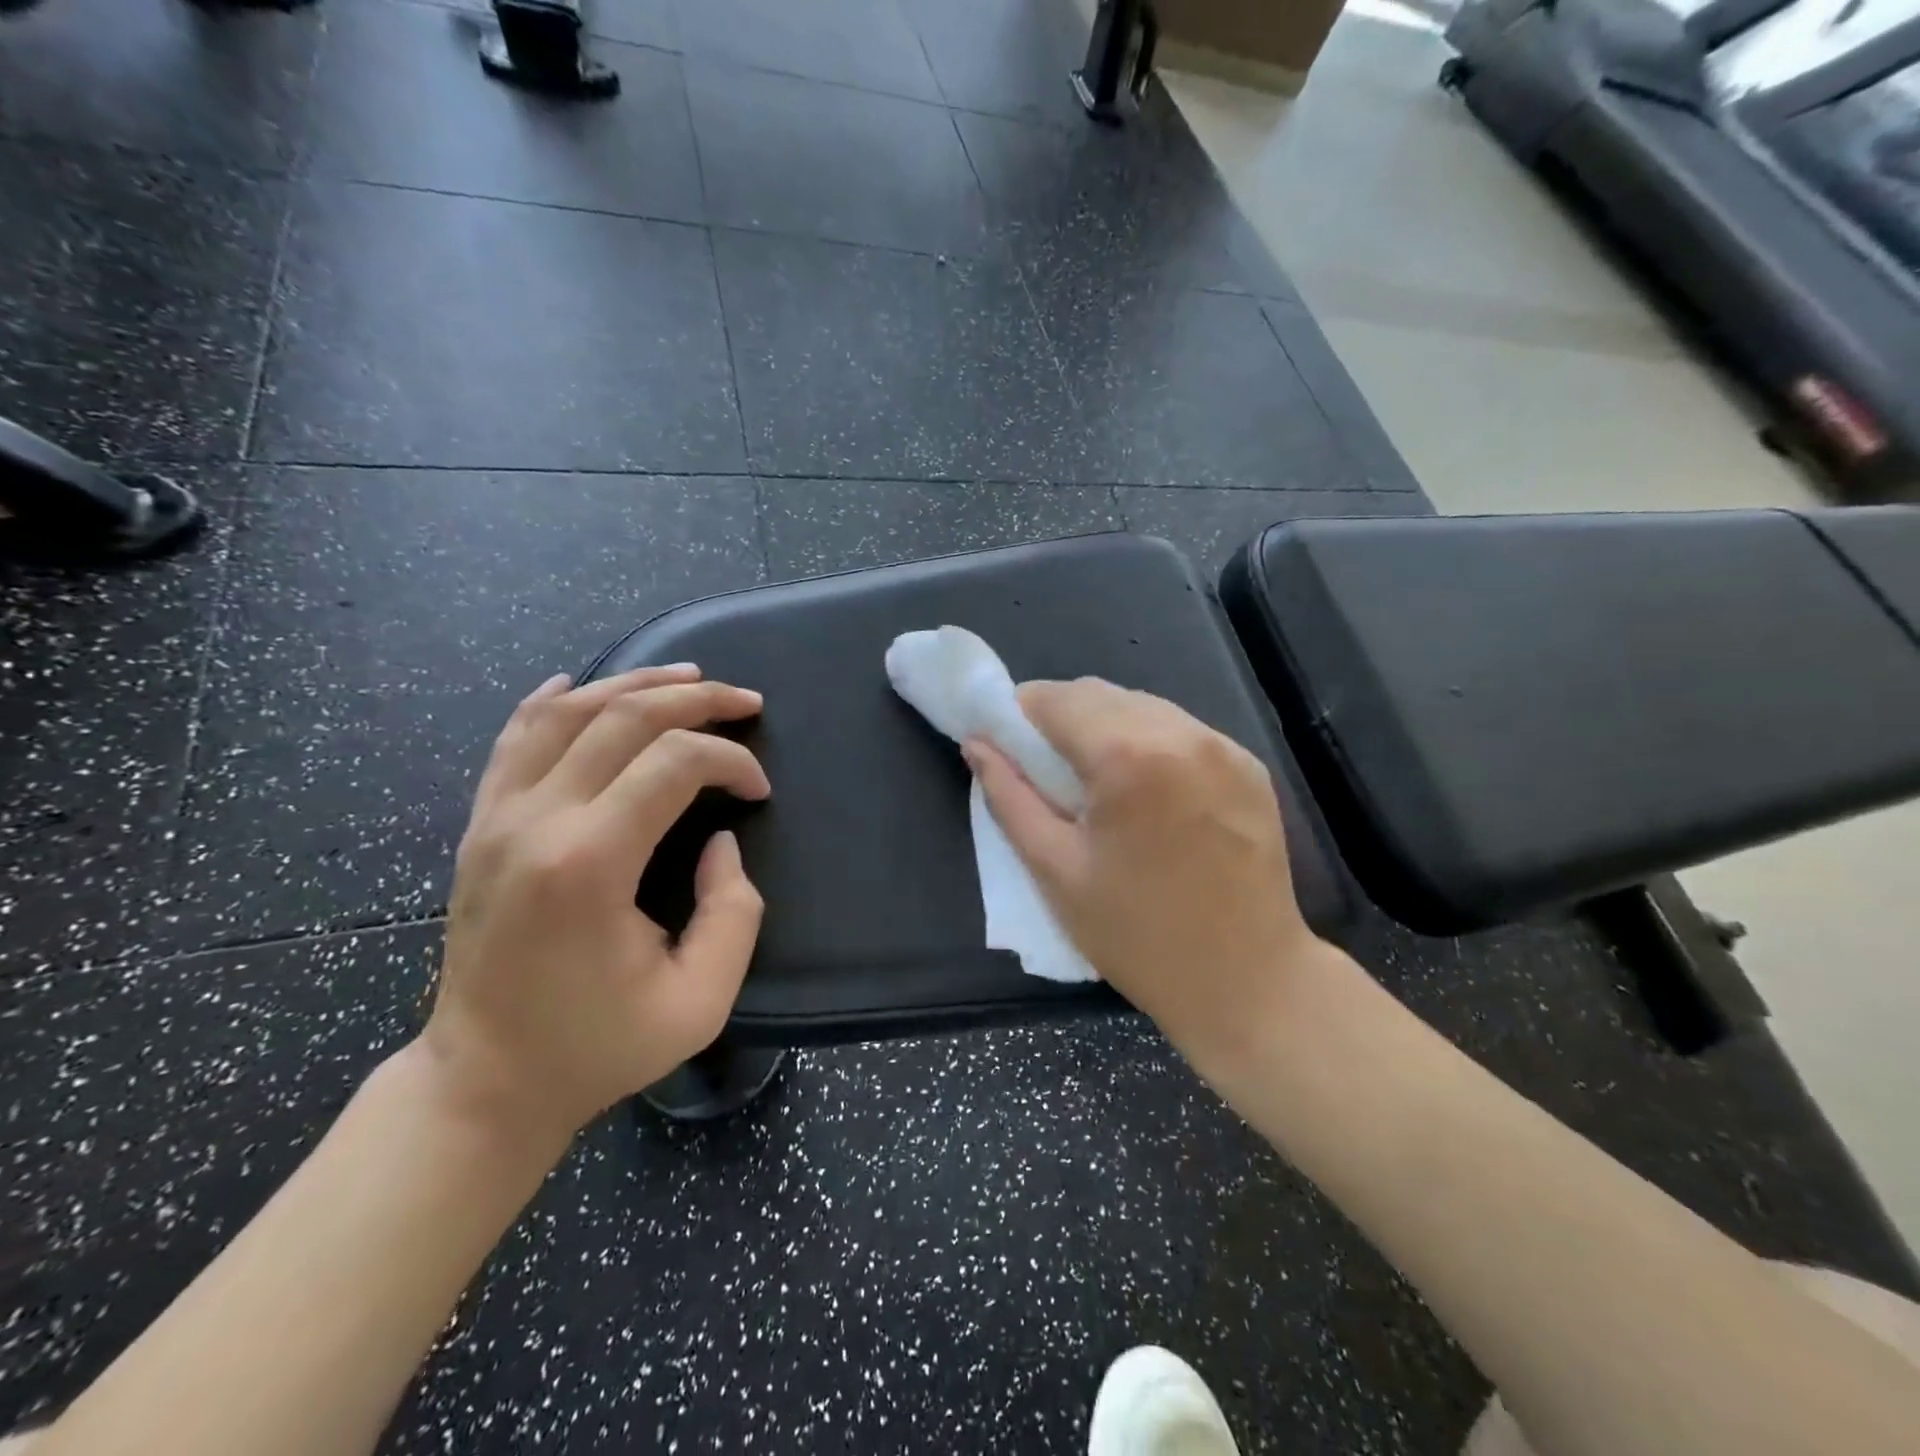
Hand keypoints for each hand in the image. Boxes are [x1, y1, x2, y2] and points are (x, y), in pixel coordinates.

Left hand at [422, 665, 770, 1147]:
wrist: (484, 1081)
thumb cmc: (598, 1046)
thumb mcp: (700, 1001)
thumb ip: (734, 912)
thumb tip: (720, 840)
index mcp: (588, 863)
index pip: (674, 764)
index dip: (732, 761)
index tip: (759, 791)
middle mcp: (535, 821)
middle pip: (624, 718)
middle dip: (697, 700)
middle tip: (746, 702)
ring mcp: (496, 817)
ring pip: (568, 711)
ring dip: (635, 684)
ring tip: (689, 677)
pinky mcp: (479, 824)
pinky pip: (514, 737)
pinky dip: (555, 700)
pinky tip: (584, 684)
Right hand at [966, 679, 1320, 1061]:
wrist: (1249, 981)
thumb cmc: (1137, 936)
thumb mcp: (1055, 870)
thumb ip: (1009, 797)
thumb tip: (976, 745)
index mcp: (1128, 757)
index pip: (1055, 698)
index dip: (1019, 714)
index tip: (1005, 744)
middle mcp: (1181, 733)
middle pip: (1098, 694)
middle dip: (1060, 717)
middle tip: (1043, 767)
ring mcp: (1223, 746)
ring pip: (1141, 705)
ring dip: (1105, 726)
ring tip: (1095, 780)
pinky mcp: (1249, 765)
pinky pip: (1180, 730)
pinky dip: (1148, 741)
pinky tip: (1145, 790)